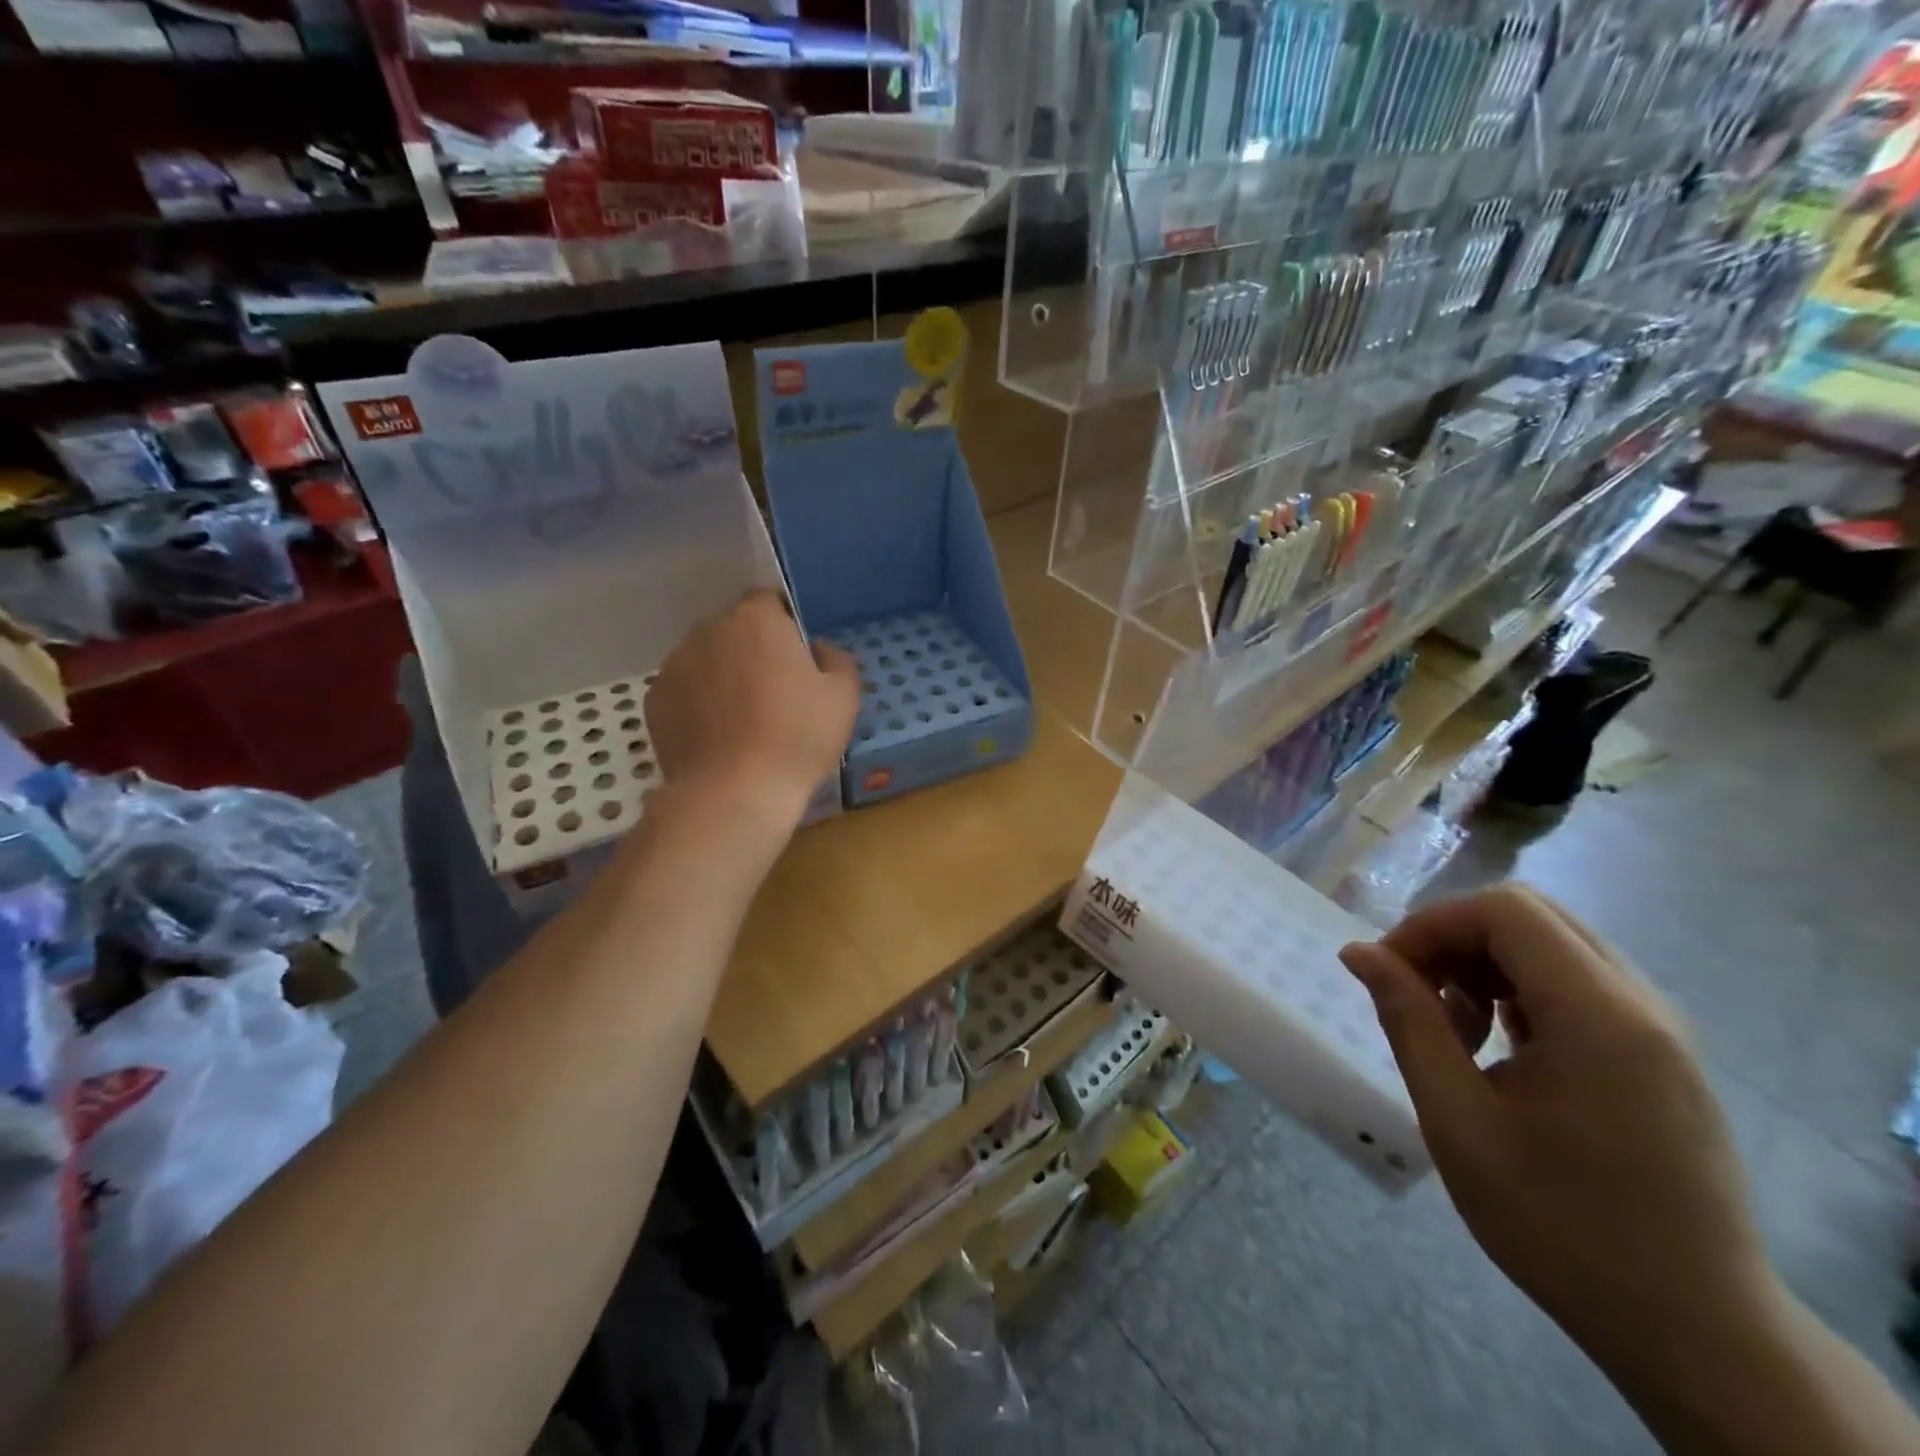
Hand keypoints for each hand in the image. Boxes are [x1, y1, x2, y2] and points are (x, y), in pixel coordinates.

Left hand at [647, 589, 858, 821]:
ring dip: (723, 675)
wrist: (734, 792)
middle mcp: (708, 629)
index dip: (786, 626)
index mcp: (756, 619)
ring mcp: (674, 665)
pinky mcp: (654, 701)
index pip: (769, 601)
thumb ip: (836, 659)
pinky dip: (698, 704)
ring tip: (743, 719)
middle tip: (775, 691)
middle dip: (752, 650)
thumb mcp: (844, 697)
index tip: (798, 659)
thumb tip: (818, 650)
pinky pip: (684, 691)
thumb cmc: (797, 737)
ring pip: (706, 659)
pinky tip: (718, 737)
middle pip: (734, 629)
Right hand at [1340, 884, 1770, 1371]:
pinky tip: (1499, 1049)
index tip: (1389, 974)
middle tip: (1414, 994)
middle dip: (1455, 938)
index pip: (1504, 910)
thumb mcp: (1458, 1120)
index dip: (1432, 924)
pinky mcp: (1662, 1055)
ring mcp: (1661, 1029)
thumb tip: (1358, 951)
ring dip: (1485, 963)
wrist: (1697, 1333)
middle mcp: (1643, 1005)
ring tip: (1454, 1030)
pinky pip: (1579, 983)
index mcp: (1601, 1016)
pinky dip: (1521, 990)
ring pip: (1554, 944)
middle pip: (1531, 915)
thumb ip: (1407, 1020)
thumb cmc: (1561, 1225)